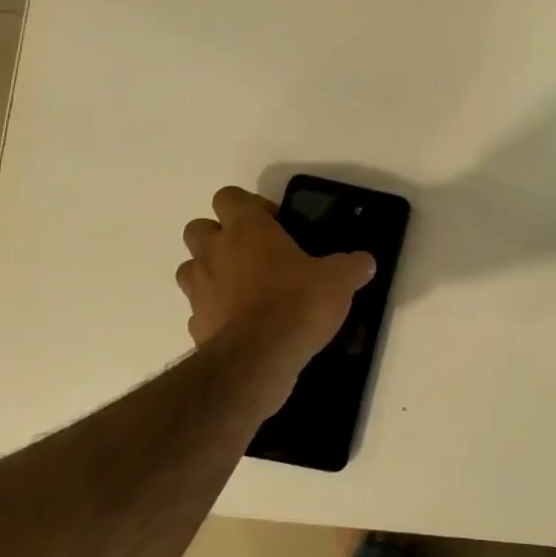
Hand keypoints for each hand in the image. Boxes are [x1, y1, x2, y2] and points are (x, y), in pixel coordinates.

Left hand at [175, 186, 375, 371]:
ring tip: (243, 286)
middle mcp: (215, 253)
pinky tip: (241, 323)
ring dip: (210, 272)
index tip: (275, 223)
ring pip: (190, 268)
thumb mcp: (338, 279)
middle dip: (219, 236)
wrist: (259, 360)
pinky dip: (214, 313)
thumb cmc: (297, 303)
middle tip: (254, 252)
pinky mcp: (195, 327)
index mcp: (247, 229)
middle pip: (198, 228)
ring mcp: (200, 291)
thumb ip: (351, 266)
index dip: (249, 205)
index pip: (228, 196)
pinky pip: (199, 310)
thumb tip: (365, 262)